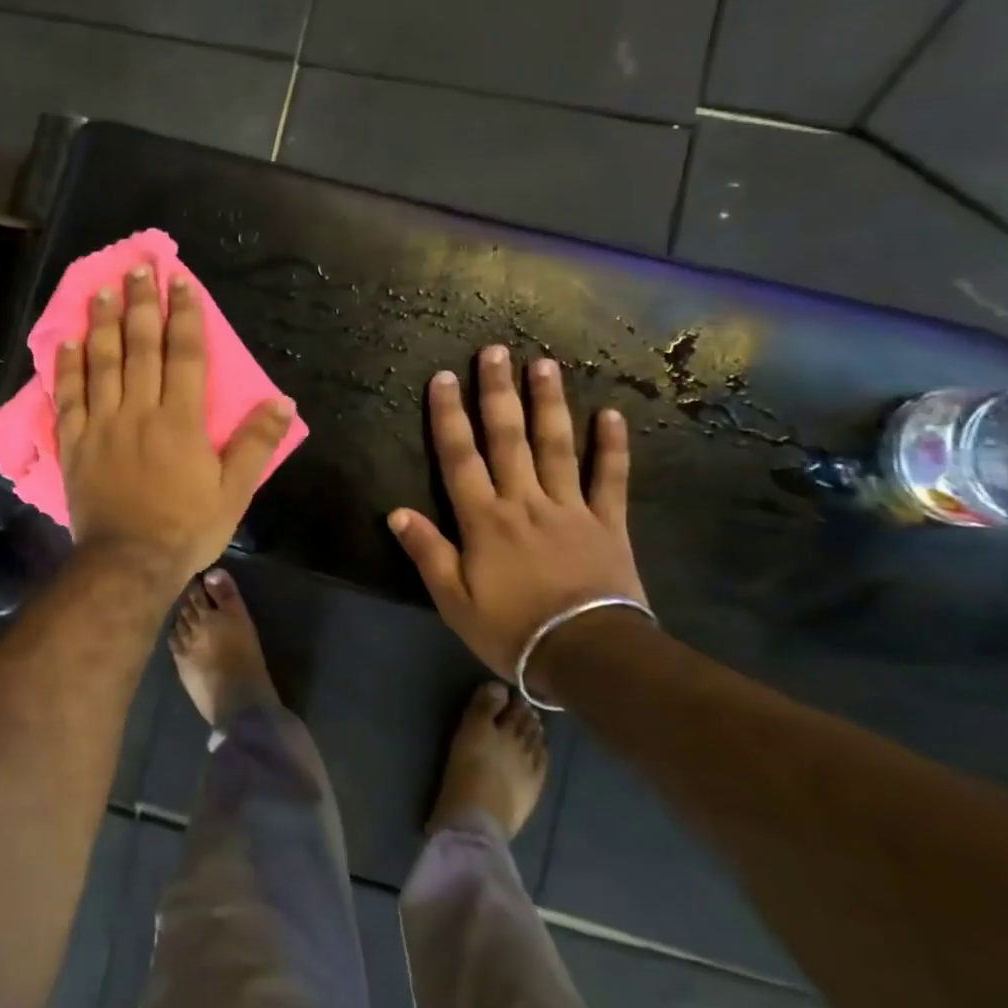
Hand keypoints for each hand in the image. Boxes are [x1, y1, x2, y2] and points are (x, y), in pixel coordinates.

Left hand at [57, 265, 296, 582]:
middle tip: (136, 269)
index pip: (183, 353)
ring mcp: (101, 424)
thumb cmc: (186, 528)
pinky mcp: (74, 443)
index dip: (183, 314)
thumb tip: (281, 401)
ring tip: (100, 291)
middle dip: (139, 304)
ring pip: (101, 363)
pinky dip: (66, 367)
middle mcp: (139, 410)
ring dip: (101, 323)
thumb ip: (256, 444)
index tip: (178, 281)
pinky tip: (66, 342)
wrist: (128, 563)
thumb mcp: (233, 492)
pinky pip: (68, 397)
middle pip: (139, 347)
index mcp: (180, 419)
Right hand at [388, 347, 645, 675]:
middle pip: (508, 438)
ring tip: (544, 364)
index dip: (448, 416)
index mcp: (484, 519)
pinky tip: (611, 414)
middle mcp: (524, 501)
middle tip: (495, 350)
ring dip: (549, 403)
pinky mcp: (608, 524)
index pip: (460, 457)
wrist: (589, 657)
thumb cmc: (513, 630)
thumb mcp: (455, 600)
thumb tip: (396, 512)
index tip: (443, 377)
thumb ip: (428, 552)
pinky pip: (610, 480)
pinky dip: (612, 447)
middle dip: (498, 392)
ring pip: (557, 446)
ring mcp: (569, 508)